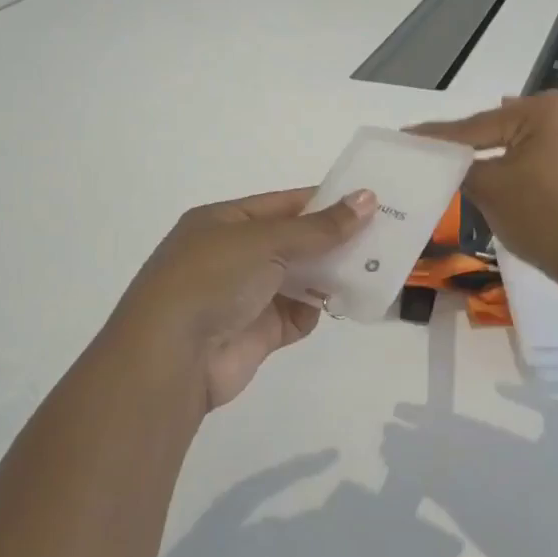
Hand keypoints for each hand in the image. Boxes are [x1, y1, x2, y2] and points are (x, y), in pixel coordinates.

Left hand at [107, 188, 376, 410]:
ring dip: (332, 273)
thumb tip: (367, 199)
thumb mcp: (265, 241)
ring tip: (376, 264)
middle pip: (295, 241)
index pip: (284, 204)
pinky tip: (344, 301)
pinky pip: (298, 314)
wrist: (172, 357)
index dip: (325, 201)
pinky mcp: (259, 333)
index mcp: (224, 222)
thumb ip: (319, 226)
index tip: (369, 201)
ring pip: (300, 277)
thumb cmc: (212, 279)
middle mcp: (234, 255)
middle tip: (385, 233)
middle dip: (334, 238)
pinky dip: (318, 308)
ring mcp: (247, 295)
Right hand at [408, 92, 557, 291]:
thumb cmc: (543, 218)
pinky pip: (534, 153)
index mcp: (544, 110)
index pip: (477, 125)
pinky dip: (511, 162)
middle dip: (465, 142)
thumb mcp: (490, 189)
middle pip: (498, 128)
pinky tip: (488, 166)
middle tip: (426, 150)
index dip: (438, 136)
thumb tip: (444, 159)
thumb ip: (460, 166)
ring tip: (450, 159)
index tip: (406, 135)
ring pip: (516, 140)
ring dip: (488, 152)